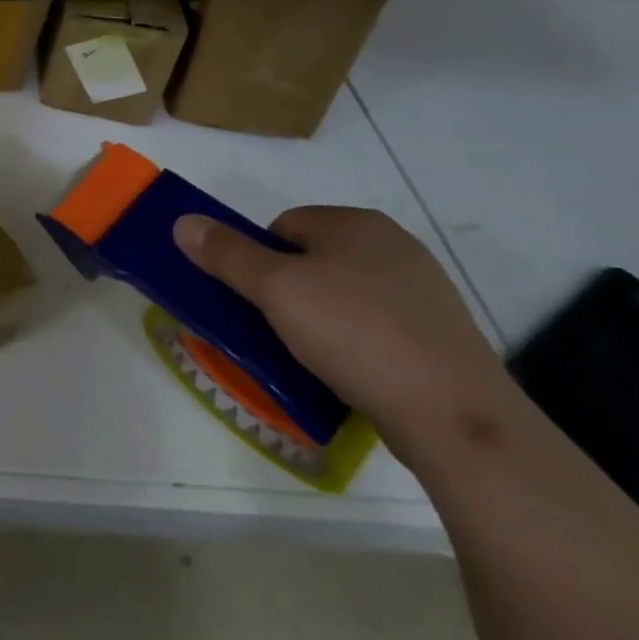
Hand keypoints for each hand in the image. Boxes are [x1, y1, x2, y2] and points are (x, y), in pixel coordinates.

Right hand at [173, 206, 514, 458]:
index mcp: (357, 223)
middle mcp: (395, 246)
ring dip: (320, 320)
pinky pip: (377, 328)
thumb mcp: (275, 289)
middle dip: (288, 290)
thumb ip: (226, 253)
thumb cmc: (356, 334)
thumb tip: (182, 221)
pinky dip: (355, 345)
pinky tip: (349, 374)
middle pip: (313, 259)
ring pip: (345, 295)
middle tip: (275, 328)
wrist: (456, 418)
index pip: (284, 225)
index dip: (259, 259)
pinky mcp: (441, 337)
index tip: (256, 300)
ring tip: (309, 357)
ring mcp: (425, 293)